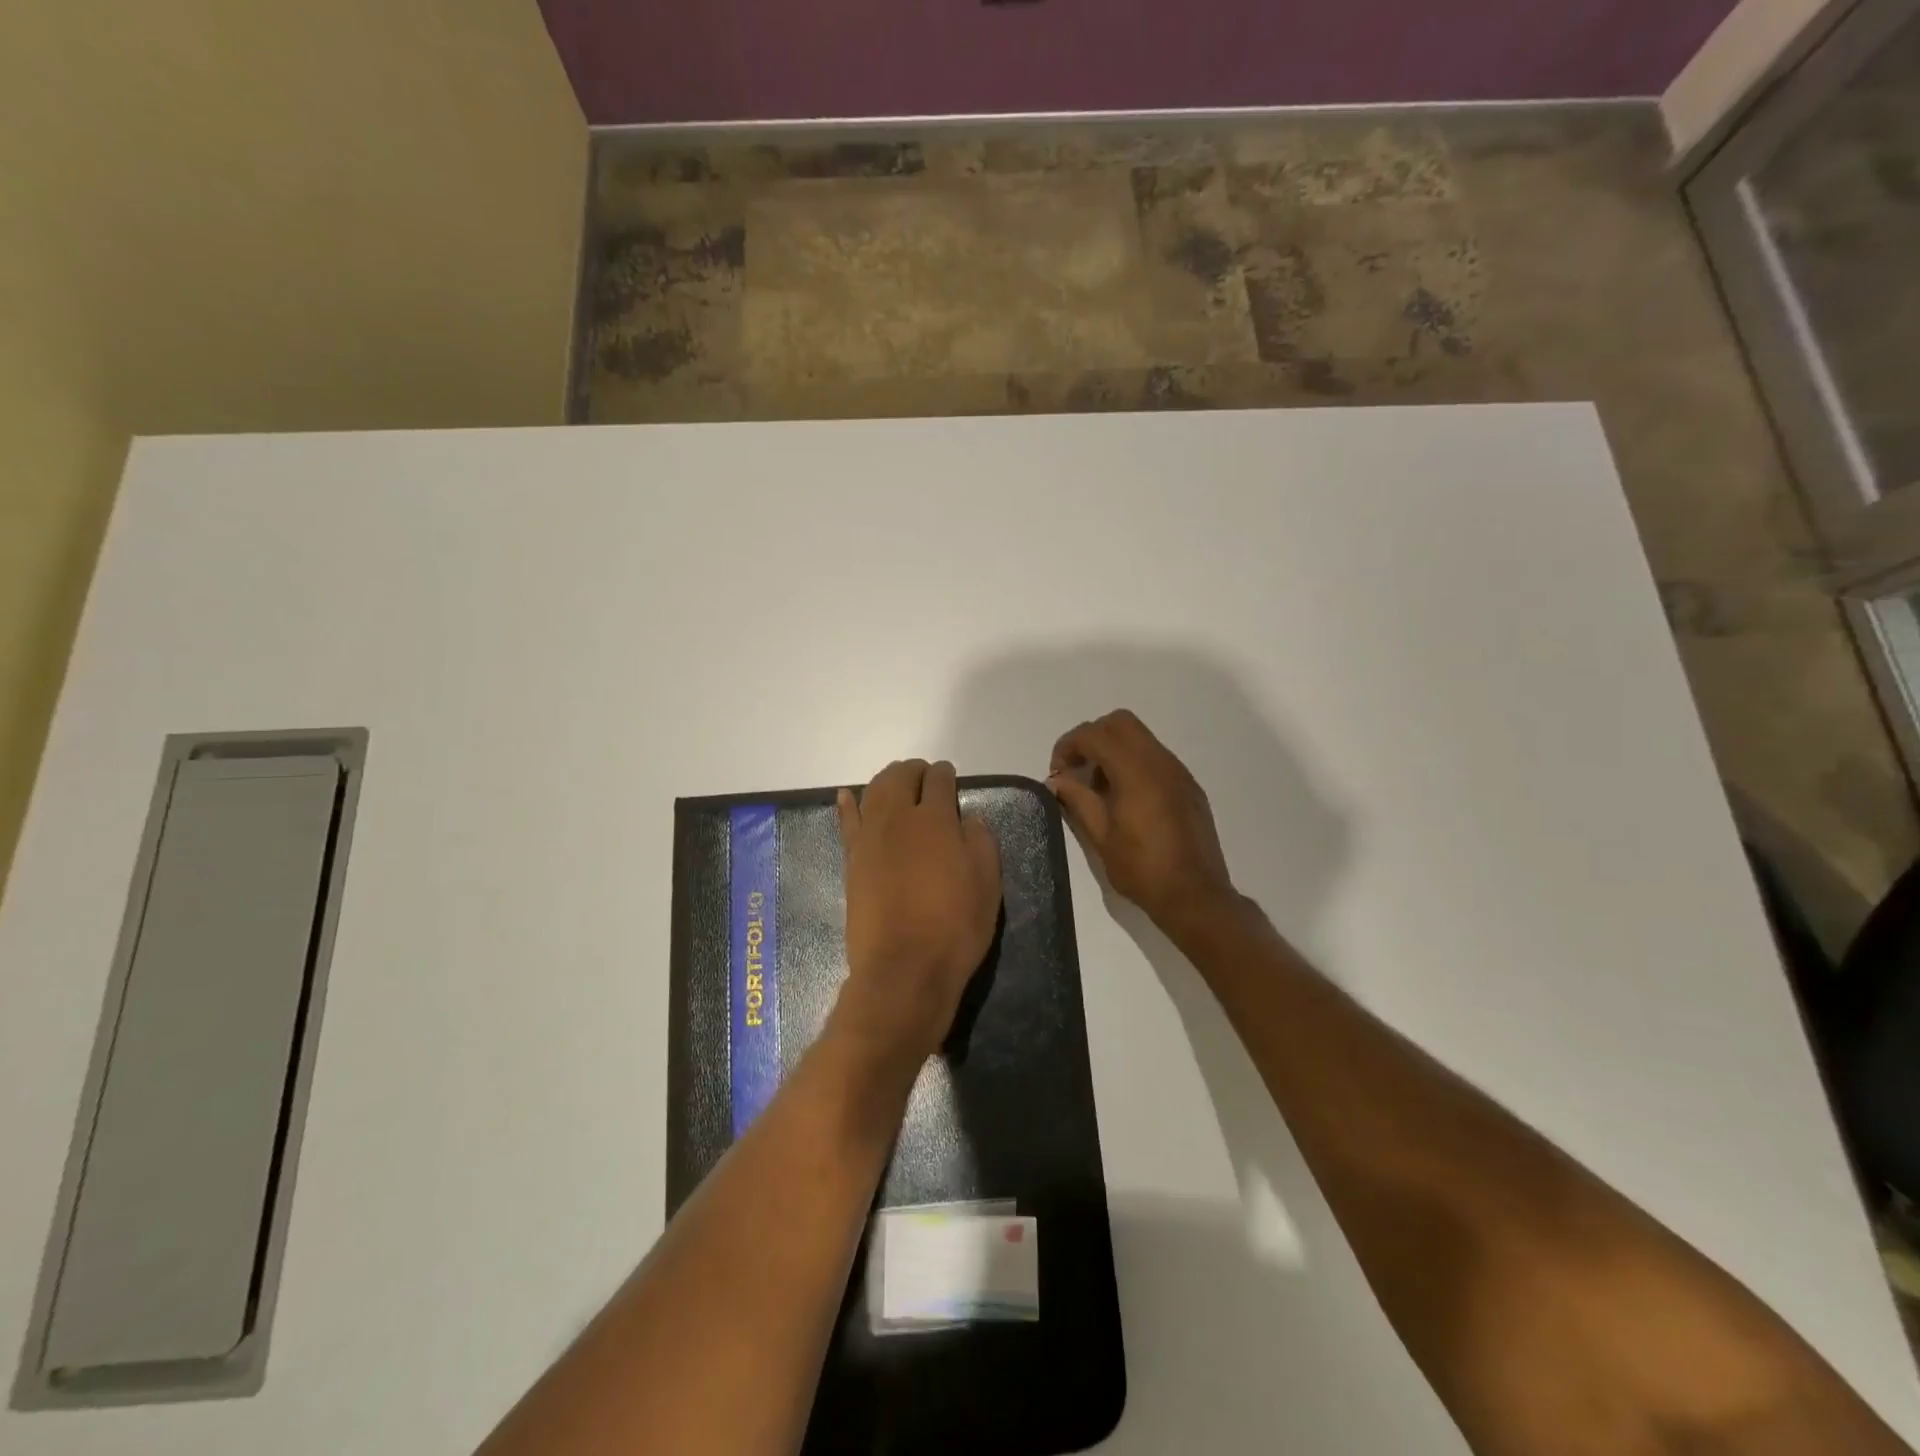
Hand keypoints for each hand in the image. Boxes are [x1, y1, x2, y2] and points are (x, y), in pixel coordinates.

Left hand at [832, 759, 1001, 1069]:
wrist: (904, 969)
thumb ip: (980, 842)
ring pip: (873, 792)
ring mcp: (869, 838)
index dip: (945, 774)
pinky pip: (846, 821)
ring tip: (896, 782)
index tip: (949, 777)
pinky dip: (847, 804)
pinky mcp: (852, 860)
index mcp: (936, 820)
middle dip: (914, 771)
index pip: (938, 781)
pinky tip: (847, 795)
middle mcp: (898, 818)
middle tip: (924, 775)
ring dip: (886, 780)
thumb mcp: (987, 884)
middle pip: (900, 778)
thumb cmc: (954, 927)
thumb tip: (967, 818)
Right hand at [1049, 710, 1236, 933]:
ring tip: (1098, 788)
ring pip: (1141, 738)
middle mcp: (1161, 762)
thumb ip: (1077, 800)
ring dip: (1113, 750)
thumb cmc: (1142, 869)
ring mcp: (1179, 773)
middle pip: (1121, 722)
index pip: (1096, 734)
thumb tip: (1057, 780)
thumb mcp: (1100, 836)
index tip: (1057, 771)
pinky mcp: (1188, 787)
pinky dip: (1133, 763)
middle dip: (1092, 737)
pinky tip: (1125, 799)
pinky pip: (1156, 758)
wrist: (1195, 896)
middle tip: (1077, 769)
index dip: (1069, 745)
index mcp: (1136, 771)